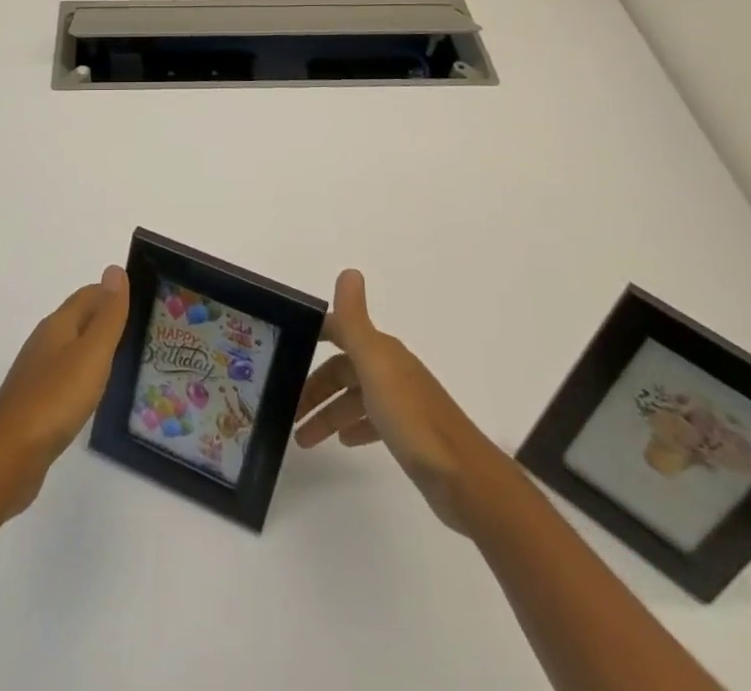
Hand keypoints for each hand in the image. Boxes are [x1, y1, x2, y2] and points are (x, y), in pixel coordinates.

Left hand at [0, 265, 129, 516]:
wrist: (8, 457)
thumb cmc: (55, 398)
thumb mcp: (92, 353)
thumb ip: (107, 315)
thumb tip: (115, 269)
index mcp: (58, 325)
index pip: (88, 295)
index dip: (112, 293)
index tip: (142, 300)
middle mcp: (45, 343)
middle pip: (79, 319)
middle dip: (106, 318)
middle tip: (141, 328)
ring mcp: (37, 374)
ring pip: (72, 349)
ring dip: (95, 348)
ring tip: (124, 358)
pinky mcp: (35, 405)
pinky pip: (66, 377)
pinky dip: (84, 375)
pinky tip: (94, 392)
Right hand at [293, 269, 495, 532]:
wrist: (465, 479)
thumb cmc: (412, 419)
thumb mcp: (376, 365)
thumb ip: (356, 321)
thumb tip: (349, 270)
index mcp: (382, 351)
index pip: (340, 331)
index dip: (314, 336)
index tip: (285, 347)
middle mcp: (391, 369)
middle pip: (343, 369)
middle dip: (315, 387)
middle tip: (288, 411)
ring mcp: (401, 402)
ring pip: (354, 398)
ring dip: (328, 413)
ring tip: (303, 438)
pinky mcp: (409, 434)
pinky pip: (372, 421)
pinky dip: (353, 427)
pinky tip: (344, 442)